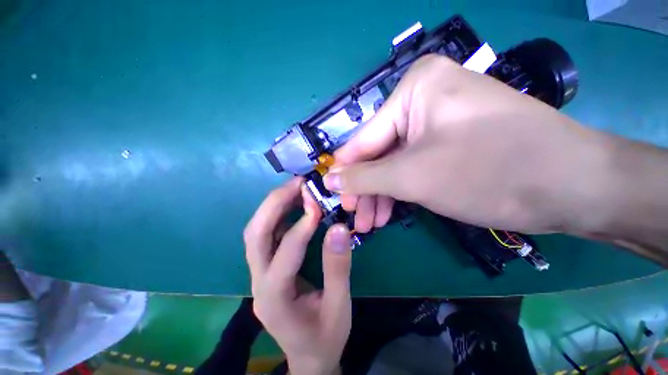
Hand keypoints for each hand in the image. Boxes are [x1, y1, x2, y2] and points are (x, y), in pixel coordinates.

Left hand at [244, 178, 351, 374]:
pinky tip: (295, 205)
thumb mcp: (339, 306)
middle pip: (255, 235)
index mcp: (275, 299)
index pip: (284, 255)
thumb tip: (338, 228)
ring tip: (296, 188)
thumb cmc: (325, 337)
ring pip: (257, 231)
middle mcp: (258, 282)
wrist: (309, 357)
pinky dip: (279, 214)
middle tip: (298, 184)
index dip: (301, 228)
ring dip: (275, 205)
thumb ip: (338, 268)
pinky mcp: (266, 267)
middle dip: (274, 205)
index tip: (318, 206)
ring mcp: (258, 273)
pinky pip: (267, 234)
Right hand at [325, 54, 618, 234]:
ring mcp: (438, 122)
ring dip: (380, 194)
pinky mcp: (450, 142)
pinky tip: (388, 212)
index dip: (345, 170)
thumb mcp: (412, 176)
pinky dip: (399, 190)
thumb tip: (329, 179)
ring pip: (394, 163)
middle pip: (379, 152)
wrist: (573, 185)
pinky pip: (412, 166)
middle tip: (354, 217)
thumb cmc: (489, 170)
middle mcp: (423, 99)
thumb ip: (363, 177)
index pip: (364, 138)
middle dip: (365, 188)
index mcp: (414, 90)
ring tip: (369, 223)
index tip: (329, 192)